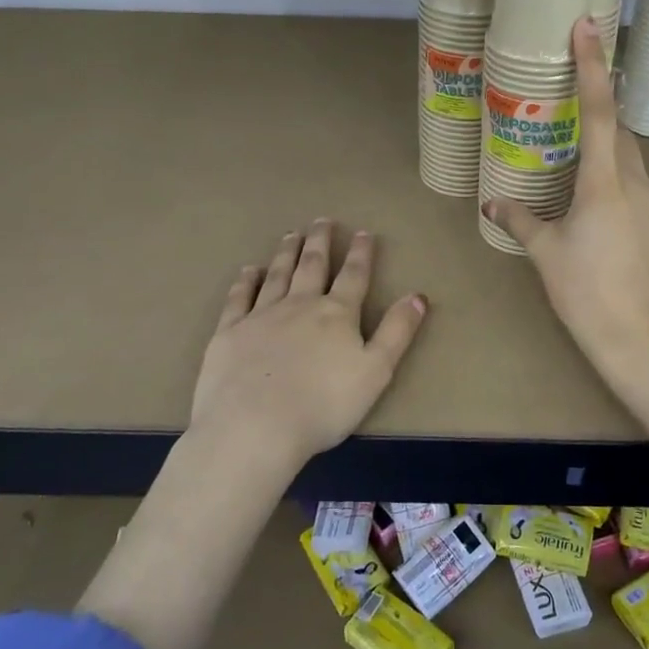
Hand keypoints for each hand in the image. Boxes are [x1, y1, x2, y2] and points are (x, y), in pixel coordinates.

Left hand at [191, 220, 427, 466]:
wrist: (254, 427)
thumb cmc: (323, 405)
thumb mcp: (376, 371)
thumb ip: (397, 331)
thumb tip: (418, 296)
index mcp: (336, 314)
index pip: (354, 276)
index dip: (361, 253)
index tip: (363, 232)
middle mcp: (299, 305)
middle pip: (312, 265)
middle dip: (320, 242)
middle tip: (322, 220)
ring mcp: (261, 316)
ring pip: (277, 274)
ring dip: (286, 252)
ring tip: (291, 235)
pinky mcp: (229, 332)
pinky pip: (239, 298)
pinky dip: (245, 281)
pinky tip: (249, 270)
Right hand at [483, 19, 648, 382]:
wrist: (638, 339)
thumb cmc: (586, 292)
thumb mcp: (546, 252)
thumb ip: (519, 219)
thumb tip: (491, 200)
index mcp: (605, 182)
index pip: (600, 110)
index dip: (593, 65)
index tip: (586, 26)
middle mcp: (635, 182)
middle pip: (619, 128)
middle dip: (597, 103)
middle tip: (565, 91)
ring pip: (628, 154)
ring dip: (604, 140)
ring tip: (569, 142)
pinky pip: (632, 179)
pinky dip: (611, 168)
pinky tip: (586, 190)